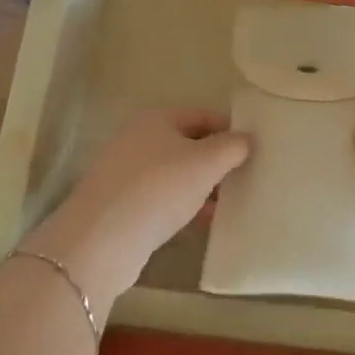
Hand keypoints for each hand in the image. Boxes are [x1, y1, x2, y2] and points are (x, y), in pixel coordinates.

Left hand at [23, 109, 250, 302]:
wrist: (101, 239)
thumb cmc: (159, 188)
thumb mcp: (206, 163)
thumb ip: (232, 147)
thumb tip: (246, 139)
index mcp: (156, 119)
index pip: (203, 115)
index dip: (230, 129)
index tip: (253, 149)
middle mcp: (137, 139)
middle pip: (188, 143)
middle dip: (216, 160)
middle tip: (244, 176)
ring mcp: (125, 172)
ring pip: (175, 172)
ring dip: (201, 185)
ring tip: (228, 203)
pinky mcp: (120, 204)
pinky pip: (161, 197)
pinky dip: (183, 205)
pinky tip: (201, 222)